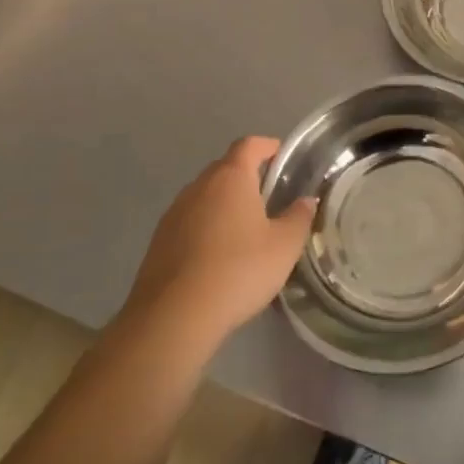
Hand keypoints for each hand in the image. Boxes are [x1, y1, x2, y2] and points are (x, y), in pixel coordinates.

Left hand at [120, 137, 315, 346]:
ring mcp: (173, 214)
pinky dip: (206, 228)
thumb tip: (305, 201)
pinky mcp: (158, 243)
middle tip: (270, 197)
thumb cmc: (238, 271)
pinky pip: (189, 222)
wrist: (172, 318)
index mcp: (230, 178)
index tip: (282, 157)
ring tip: (246, 229)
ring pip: (205, 196)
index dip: (267, 146)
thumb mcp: (284, 246)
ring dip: (224, 204)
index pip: (249, 145)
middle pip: (225, 168)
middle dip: (247, 176)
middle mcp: (198, 187)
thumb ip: (299, 218)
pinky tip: (219, 256)